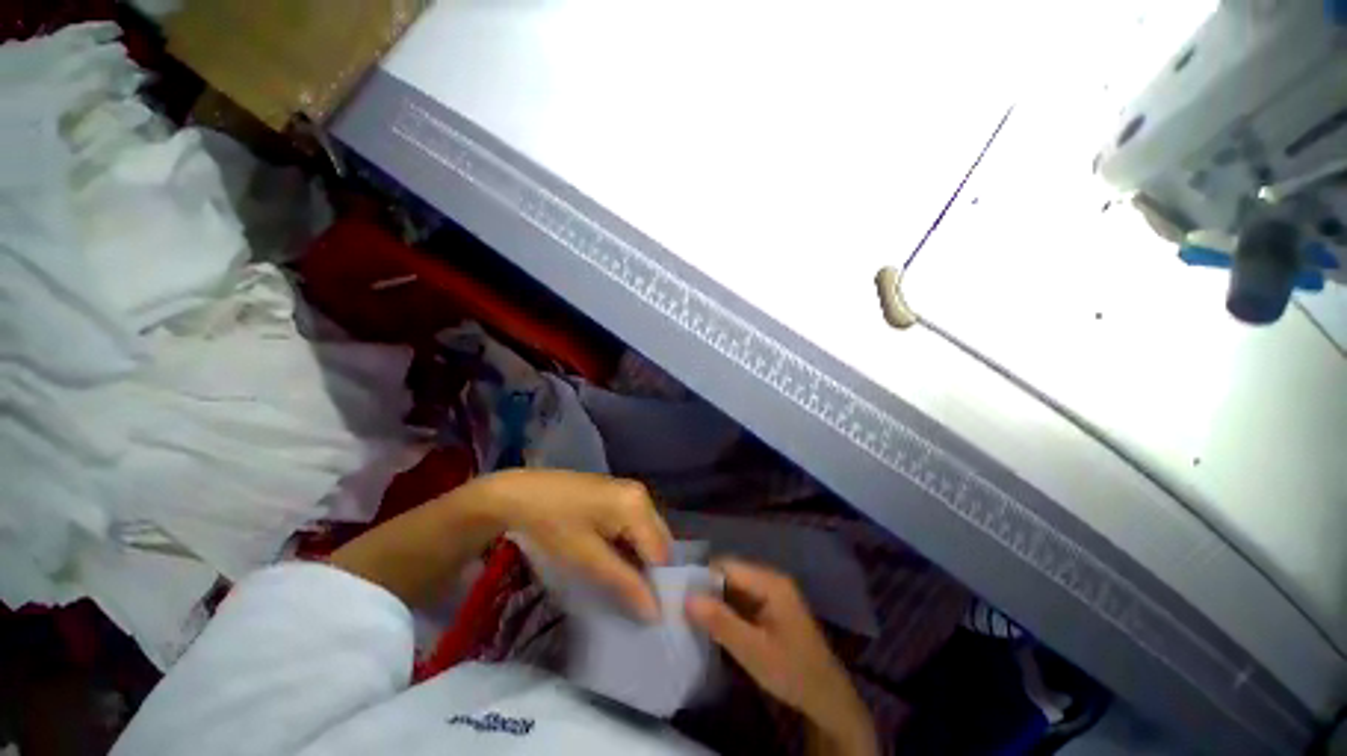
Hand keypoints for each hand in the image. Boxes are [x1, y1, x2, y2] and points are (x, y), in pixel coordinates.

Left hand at [477, 469, 672, 620]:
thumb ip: (624, 584)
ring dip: (639, 560)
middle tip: (633, 602)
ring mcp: (629, 491)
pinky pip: (634, 525)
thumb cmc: (553, 526)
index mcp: (638, 506)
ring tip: (622, 585)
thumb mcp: (587, 559)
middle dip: (650, 572)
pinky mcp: (617, 494)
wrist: (520, 494)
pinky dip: (629, 546)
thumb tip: (654, 612)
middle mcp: (641, 494)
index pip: (662, 553)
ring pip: (646, 534)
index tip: (647, 616)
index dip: (657, 586)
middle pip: (658, 541)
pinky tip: (613, 561)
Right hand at [686, 560, 876, 755]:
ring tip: (692, 616)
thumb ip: (720, 622)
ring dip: (715, 601)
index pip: (727, 566)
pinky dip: (726, 610)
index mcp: (770, 582)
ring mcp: (772, 594)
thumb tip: (687, 597)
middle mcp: (771, 580)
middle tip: (682, 608)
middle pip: (730, 574)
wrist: (828, 699)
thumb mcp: (753, 650)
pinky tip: (712, 625)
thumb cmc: (792, 672)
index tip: (680, 595)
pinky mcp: (771, 608)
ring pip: (734, 588)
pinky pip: (742, 600)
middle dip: (707, 589)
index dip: (702, 577)